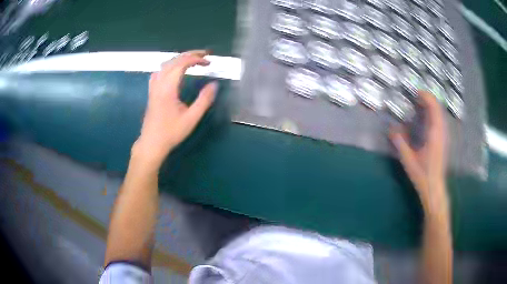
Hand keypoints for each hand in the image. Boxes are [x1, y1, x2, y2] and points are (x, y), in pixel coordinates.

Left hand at [133, 50, 217, 167]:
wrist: (152, 143)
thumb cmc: (171, 132)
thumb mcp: (191, 118)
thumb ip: (204, 100)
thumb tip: (214, 84)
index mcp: (168, 88)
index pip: (181, 64)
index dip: (195, 59)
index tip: (208, 62)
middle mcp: (159, 83)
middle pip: (173, 61)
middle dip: (189, 55)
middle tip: (204, 55)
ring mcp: (153, 87)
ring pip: (165, 65)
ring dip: (179, 59)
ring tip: (192, 60)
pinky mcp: (151, 92)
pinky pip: (159, 72)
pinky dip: (169, 66)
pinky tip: (174, 70)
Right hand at [390, 91, 447, 205]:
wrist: (434, 187)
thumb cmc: (422, 174)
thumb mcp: (409, 160)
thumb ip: (400, 143)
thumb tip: (391, 129)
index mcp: (434, 134)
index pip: (434, 108)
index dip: (426, 97)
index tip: (416, 92)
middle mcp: (441, 132)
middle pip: (438, 108)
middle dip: (428, 99)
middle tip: (416, 96)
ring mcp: (443, 137)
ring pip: (440, 114)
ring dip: (431, 106)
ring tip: (420, 104)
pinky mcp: (443, 141)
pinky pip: (440, 121)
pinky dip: (433, 114)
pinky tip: (426, 118)